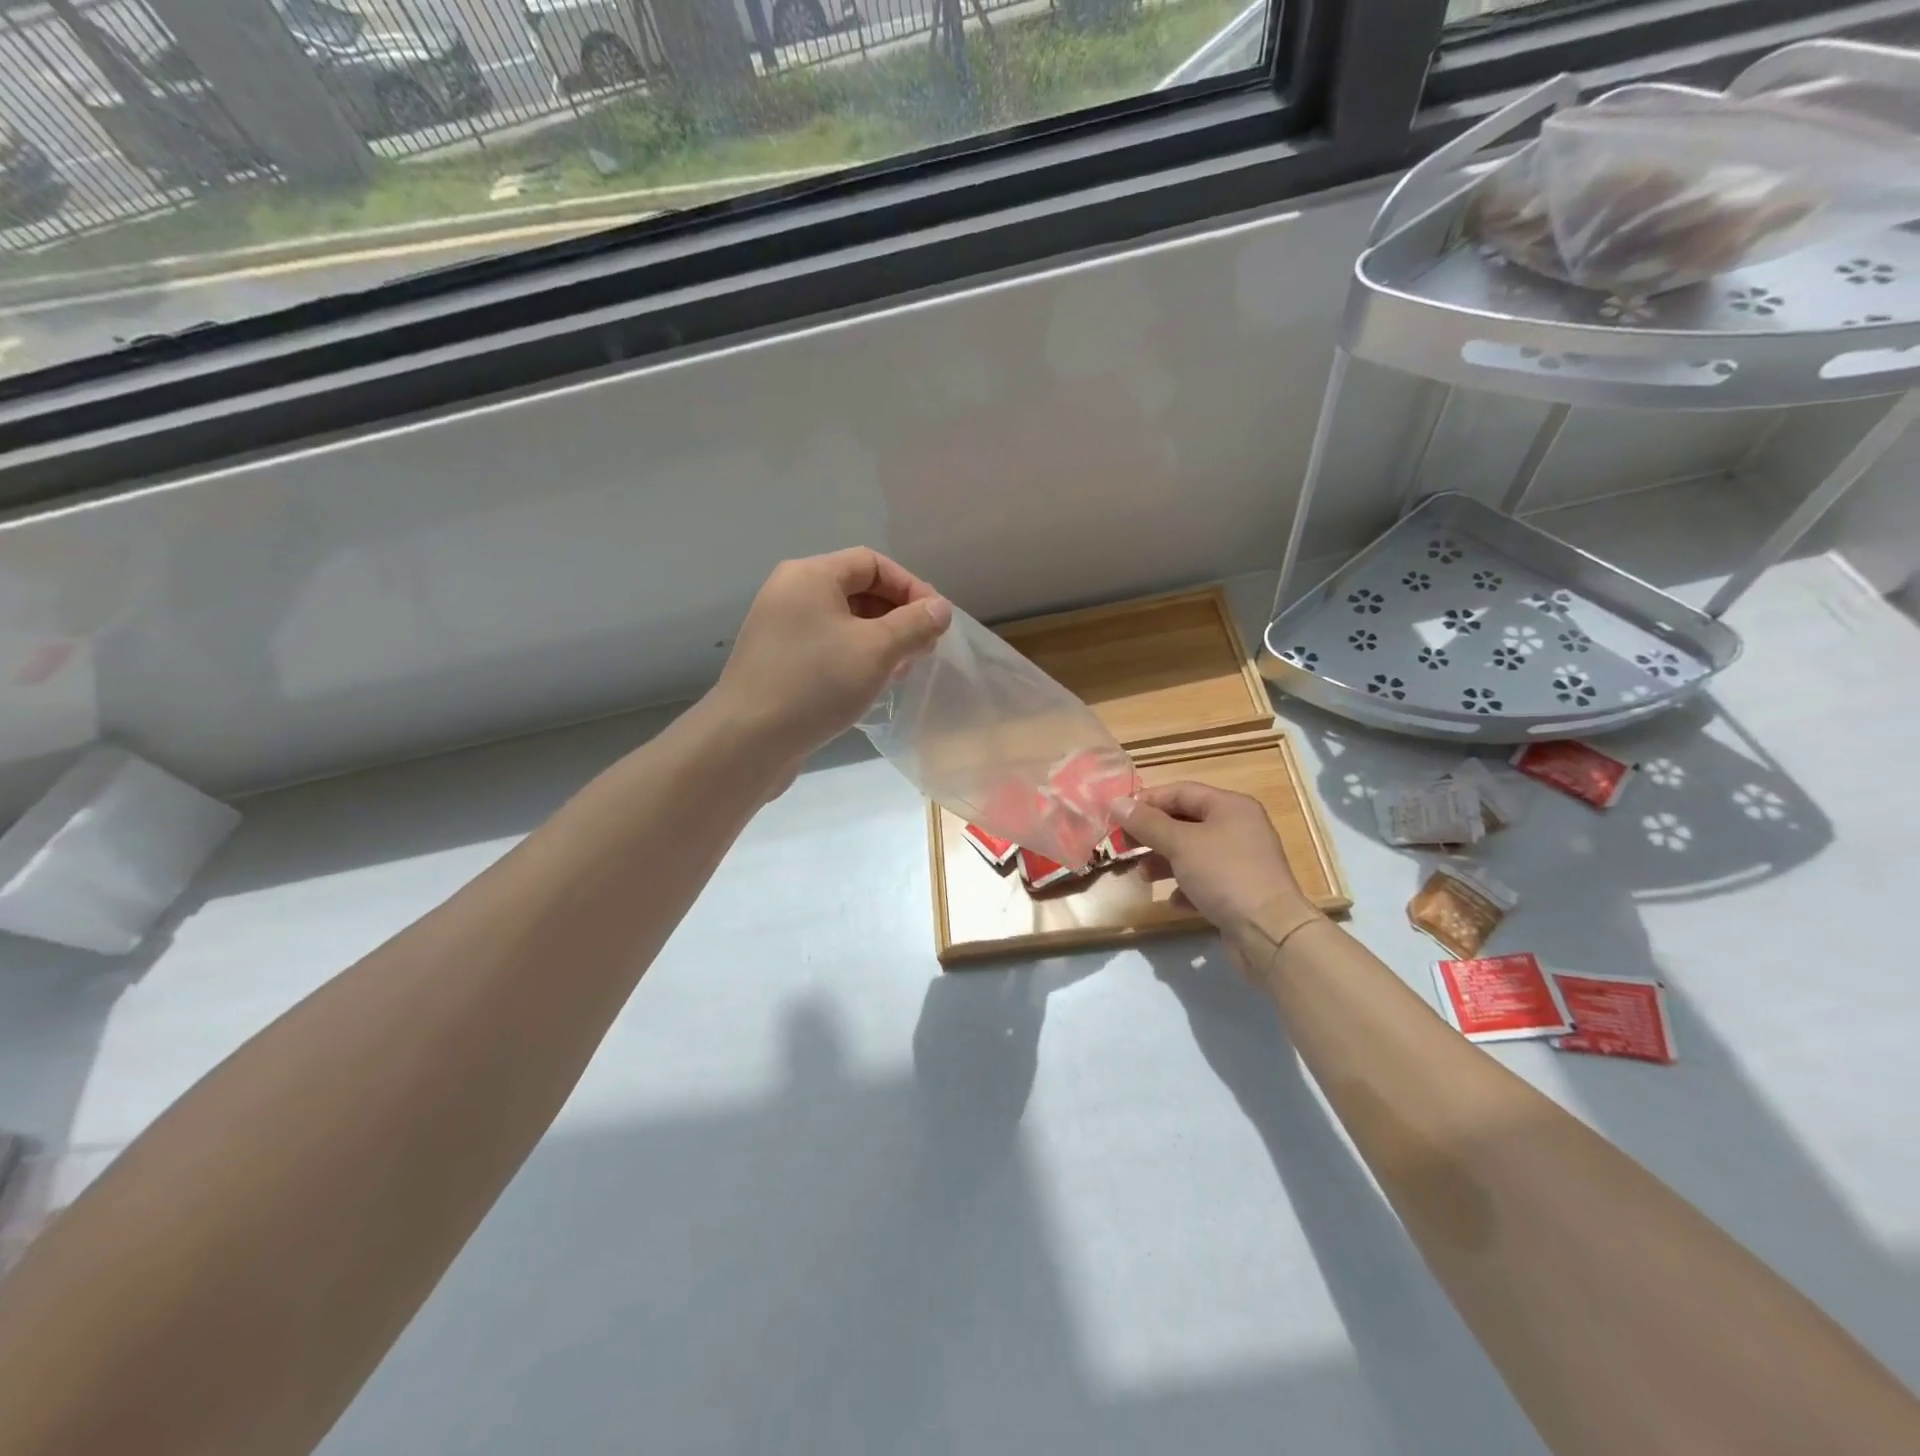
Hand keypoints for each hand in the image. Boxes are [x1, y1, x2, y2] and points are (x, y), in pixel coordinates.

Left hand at [709, 548, 950, 766]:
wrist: (747, 740)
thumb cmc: (815, 684)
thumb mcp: (877, 650)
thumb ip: (915, 624)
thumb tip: (941, 608)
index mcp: (811, 576)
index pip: (872, 563)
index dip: (910, 587)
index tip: (936, 622)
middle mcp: (791, 594)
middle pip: (857, 590)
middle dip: (897, 616)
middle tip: (923, 649)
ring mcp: (781, 629)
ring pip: (844, 622)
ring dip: (880, 641)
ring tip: (903, 671)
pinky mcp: (778, 662)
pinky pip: (827, 647)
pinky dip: (855, 658)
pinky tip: (872, 685)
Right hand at [1114, 781, 1308, 947]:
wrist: (1270, 932)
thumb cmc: (1224, 874)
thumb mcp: (1180, 844)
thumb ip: (1147, 823)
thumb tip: (1117, 802)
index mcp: (1230, 806)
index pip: (1181, 791)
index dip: (1147, 801)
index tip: (1117, 815)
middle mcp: (1238, 828)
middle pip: (1185, 822)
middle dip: (1153, 834)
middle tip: (1123, 846)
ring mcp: (1241, 861)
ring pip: (1192, 853)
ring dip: (1164, 862)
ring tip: (1144, 876)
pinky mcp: (1240, 892)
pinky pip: (1205, 881)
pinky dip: (1185, 887)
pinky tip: (1174, 901)